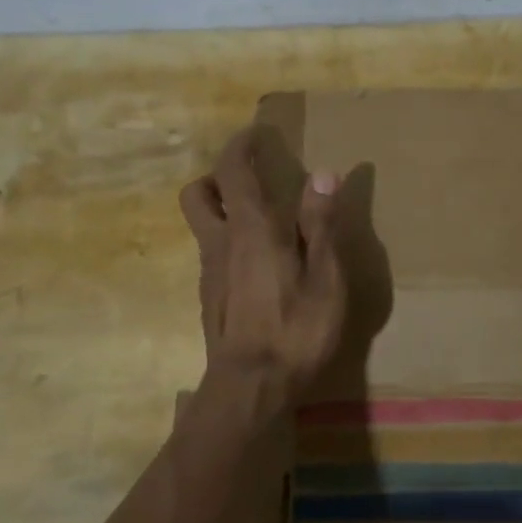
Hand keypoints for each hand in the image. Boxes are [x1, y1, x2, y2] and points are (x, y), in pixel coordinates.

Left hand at [180, 130, 345, 406]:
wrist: (251, 389)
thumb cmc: (296, 329)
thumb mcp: (324, 276)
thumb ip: (320, 223)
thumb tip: (323, 172)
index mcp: (251, 229)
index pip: (232, 170)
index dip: (241, 145)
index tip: (257, 133)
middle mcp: (220, 243)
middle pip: (197, 193)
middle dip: (218, 177)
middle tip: (252, 181)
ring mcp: (210, 273)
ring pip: (202, 225)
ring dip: (222, 209)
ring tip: (261, 221)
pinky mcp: (210, 298)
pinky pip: (212, 254)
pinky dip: (229, 242)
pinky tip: (260, 266)